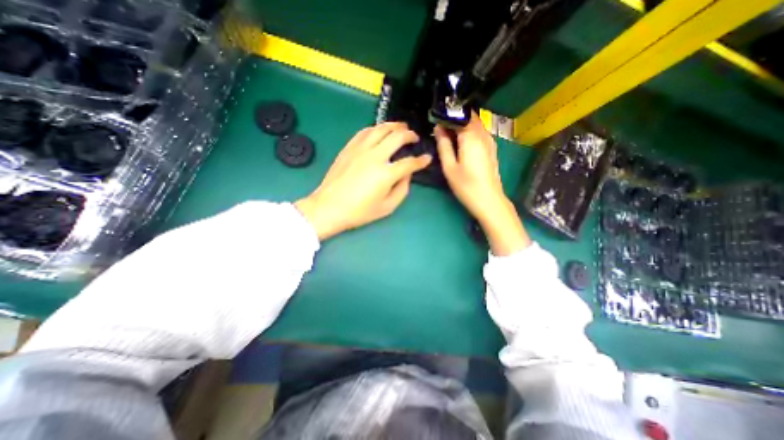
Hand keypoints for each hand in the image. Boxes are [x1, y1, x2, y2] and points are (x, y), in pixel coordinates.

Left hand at [296, 122, 431, 240]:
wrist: (329, 207)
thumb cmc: (359, 212)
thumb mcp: (387, 207)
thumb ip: (402, 190)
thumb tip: (407, 174)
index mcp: (386, 174)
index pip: (410, 162)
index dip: (421, 160)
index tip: (427, 158)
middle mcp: (375, 156)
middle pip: (397, 137)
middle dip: (410, 135)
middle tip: (414, 137)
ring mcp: (360, 149)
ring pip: (381, 129)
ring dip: (394, 126)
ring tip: (401, 127)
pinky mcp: (349, 148)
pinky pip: (365, 131)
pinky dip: (376, 128)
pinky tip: (379, 130)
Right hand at [431, 113, 529, 256]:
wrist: (489, 200)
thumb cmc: (466, 186)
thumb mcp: (449, 167)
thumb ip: (443, 145)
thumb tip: (438, 128)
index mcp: (471, 137)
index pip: (459, 115)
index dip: (447, 114)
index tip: (435, 119)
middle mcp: (483, 134)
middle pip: (469, 117)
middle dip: (455, 118)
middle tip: (440, 126)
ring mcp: (490, 141)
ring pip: (475, 124)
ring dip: (462, 125)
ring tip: (448, 133)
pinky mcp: (492, 148)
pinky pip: (480, 133)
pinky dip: (469, 132)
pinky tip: (461, 142)